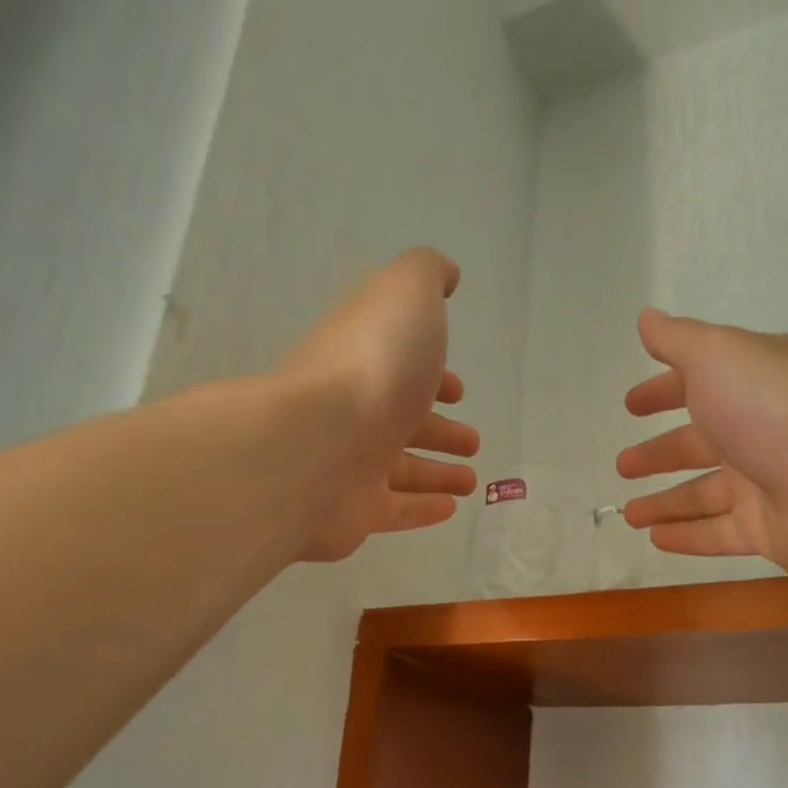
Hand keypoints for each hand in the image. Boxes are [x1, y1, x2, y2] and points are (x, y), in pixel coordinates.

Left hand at [283, 248, 480, 562]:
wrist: (315, 446)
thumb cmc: (372, 365)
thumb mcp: (405, 294)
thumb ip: (426, 274)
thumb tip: (446, 274)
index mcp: (366, 360)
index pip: (400, 368)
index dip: (432, 376)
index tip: (458, 390)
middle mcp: (355, 411)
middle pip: (402, 420)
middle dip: (438, 428)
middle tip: (472, 440)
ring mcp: (350, 464)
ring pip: (401, 469)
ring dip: (437, 471)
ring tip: (471, 480)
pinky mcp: (353, 512)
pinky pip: (394, 510)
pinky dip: (422, 509)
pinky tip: (451, 509)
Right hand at [616, 309, 787, 582]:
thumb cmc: (776, 409)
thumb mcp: (718, 356)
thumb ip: (678, 340)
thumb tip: (647, 318)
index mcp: (752, 382)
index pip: (698, 383)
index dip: (662, 392)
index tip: (632, 406)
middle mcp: (760, 430)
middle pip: (699, 443)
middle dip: (659, 453)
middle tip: (623, 465)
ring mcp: (766, 483)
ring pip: (703, 494)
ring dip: (665, 501)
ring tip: (627, 513)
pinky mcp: (770, 531)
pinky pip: (718, 534)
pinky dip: (687, 536)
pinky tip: (655, 539)